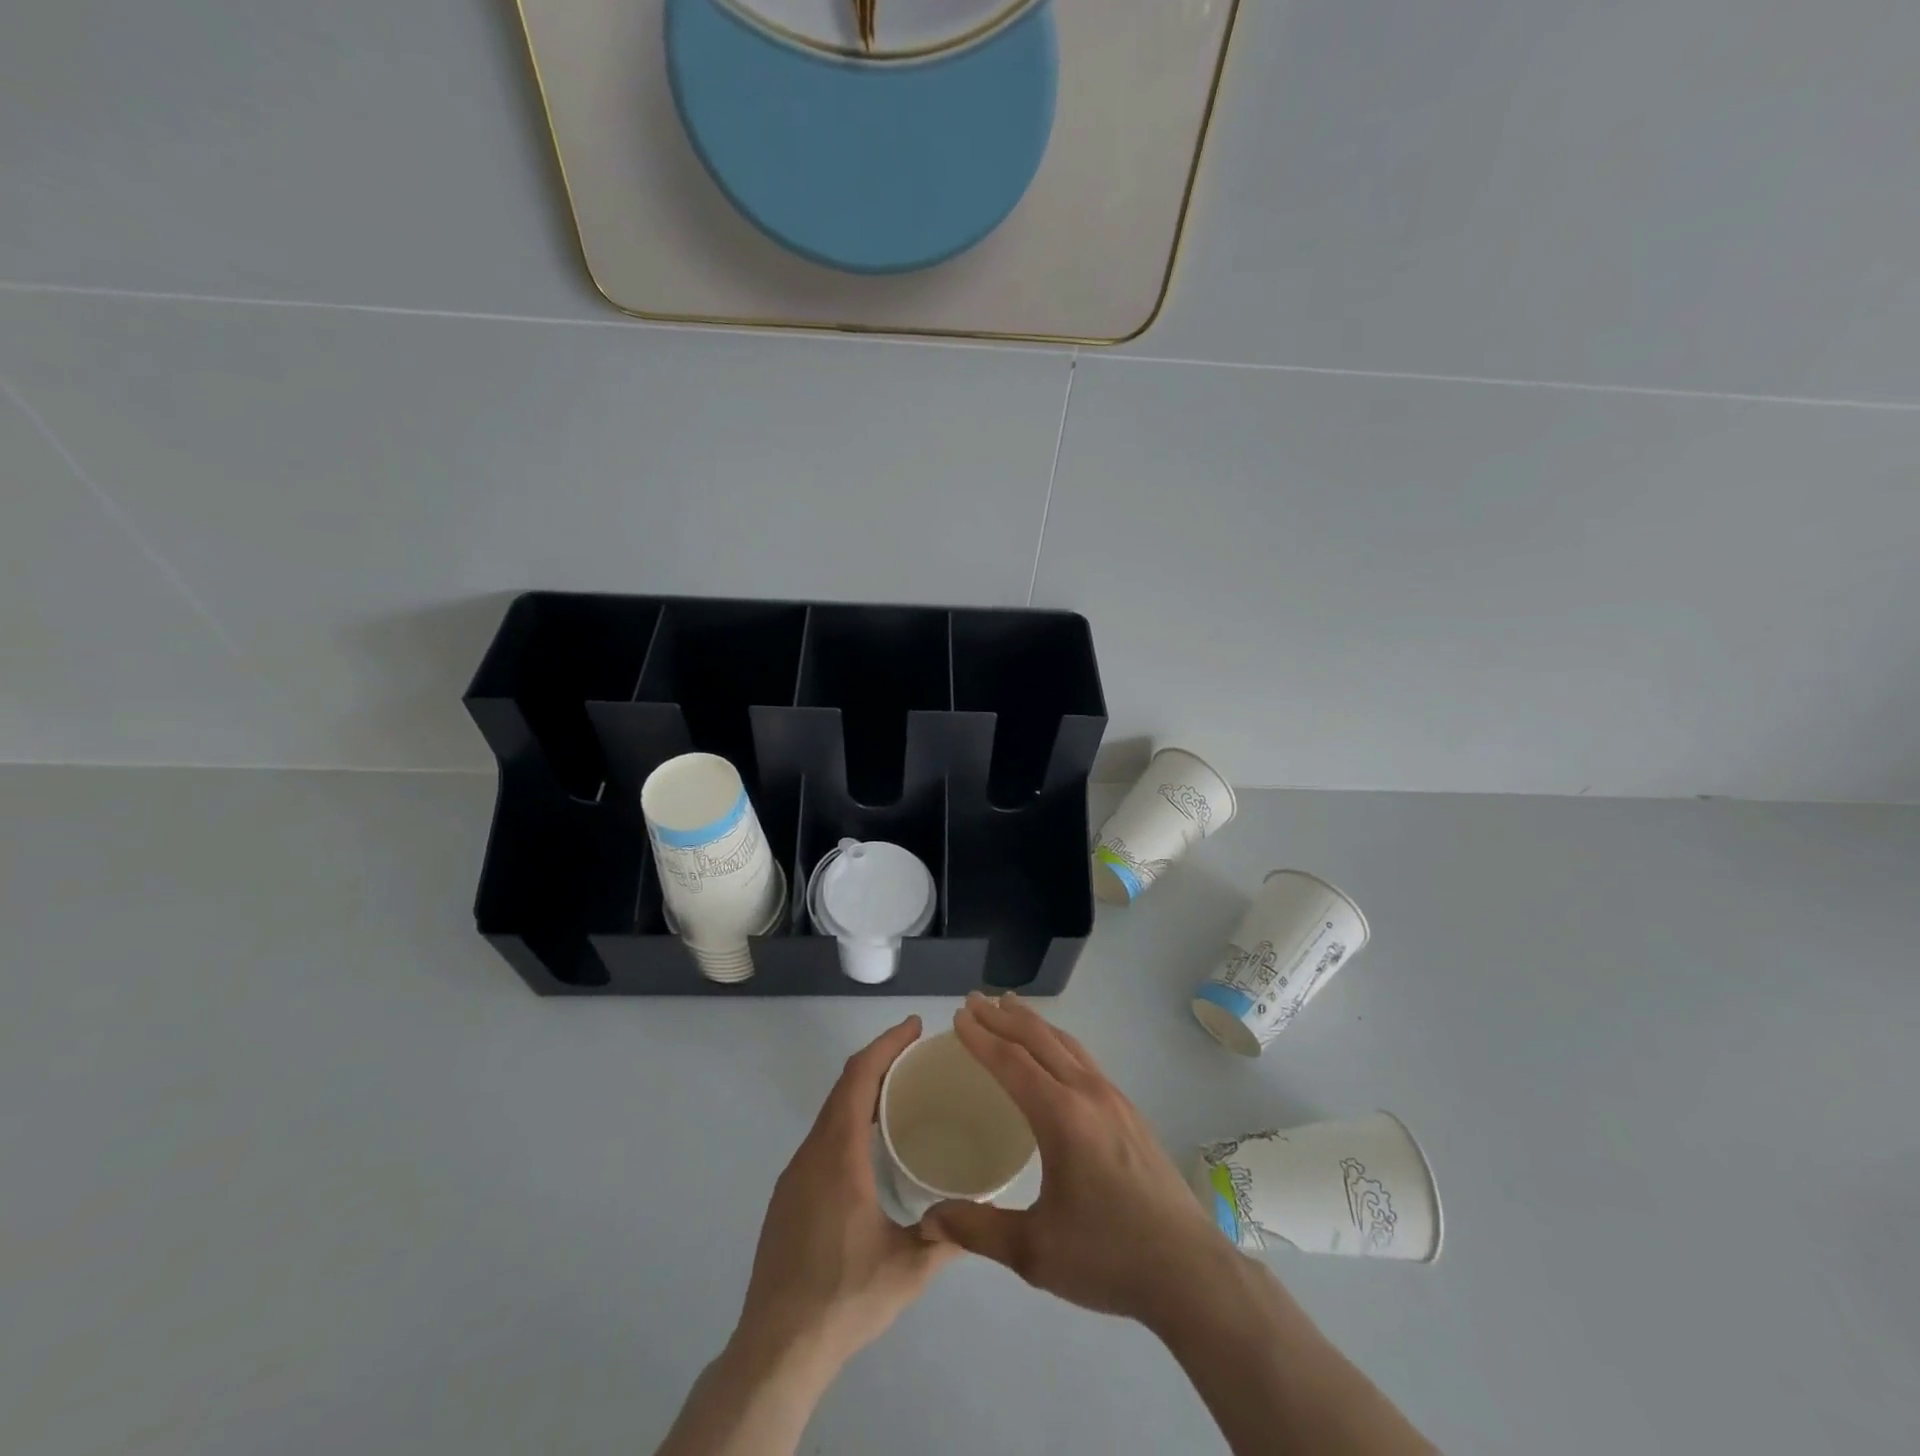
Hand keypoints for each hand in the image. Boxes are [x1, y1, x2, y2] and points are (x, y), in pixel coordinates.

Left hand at [736, 1015, 958, 1371]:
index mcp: (839, 1156)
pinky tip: (870, 1144)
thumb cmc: (844, 1298)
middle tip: (916, 1052)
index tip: (914, 1026)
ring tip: (900, 1091)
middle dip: (879, 1059)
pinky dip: (848, 1117)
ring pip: (830, 1112)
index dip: (886, 1045)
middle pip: (844, 1086)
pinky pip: (821, 1136)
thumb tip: (981, 1211)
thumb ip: (949, 1236)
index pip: (859, 1078)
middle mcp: (812, 1153)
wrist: (776, 1348)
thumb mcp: (908, 1270)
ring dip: (862, 1089)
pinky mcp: (788, 1195)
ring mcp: (795, 1174)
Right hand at [921, 993, 1238, 1326]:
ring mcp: (1115, 1100)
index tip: (957, 1017)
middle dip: (1003, 1017)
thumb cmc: (1109, 1257)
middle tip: (974, 1000)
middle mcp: (1088, 1094)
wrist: (1191, 1272)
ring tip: (1010, 1008)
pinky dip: (1057, 1042)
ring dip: (1034, 1023)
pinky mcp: (1131, 1113)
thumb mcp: (1034, 1251)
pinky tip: (1054, 1055)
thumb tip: (930, 1220)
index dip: (981, 1038)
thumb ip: (978, 1229)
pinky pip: (1084, 1060)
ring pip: (1067, 1044)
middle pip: (1040, 1040)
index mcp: (1062, 1116)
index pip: (1012, 1062)